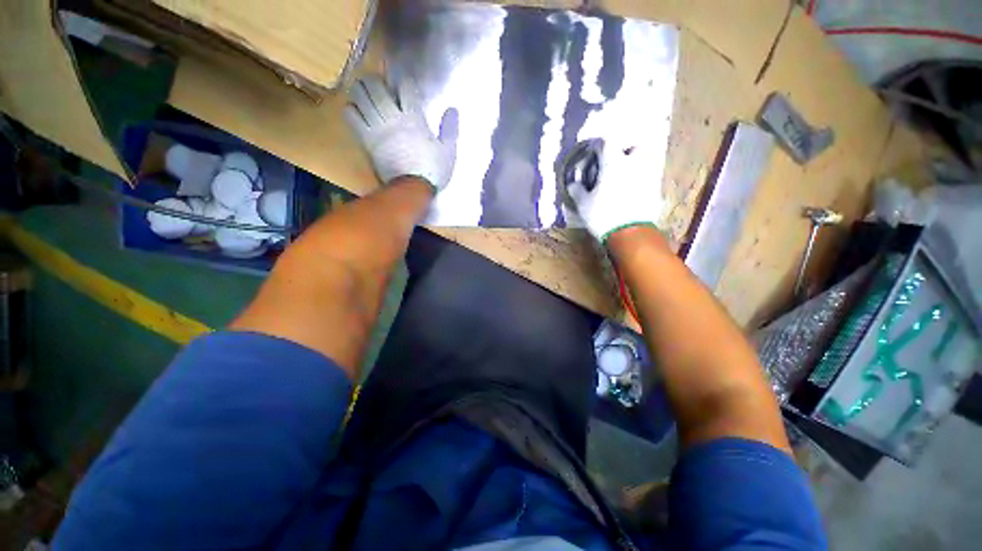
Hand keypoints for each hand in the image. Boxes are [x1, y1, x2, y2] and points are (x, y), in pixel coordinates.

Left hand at [344, 76, 457, 191]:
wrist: (412, 189)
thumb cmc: (432, 171)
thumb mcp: (448, 152)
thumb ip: (450, 130)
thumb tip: (452, 110)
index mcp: (414, 119)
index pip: (405, 88)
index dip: (403, 82)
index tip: (404, 84)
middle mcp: (393, 118)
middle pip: (377, 88)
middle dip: (377, 80)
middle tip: (378, 81)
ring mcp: (377, 128)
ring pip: (362, 98)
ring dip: (361, 90)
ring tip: (363, 90)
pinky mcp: (367, 140)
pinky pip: (352, 117)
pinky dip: (351, 110)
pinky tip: (355, 109)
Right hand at [566, 139, 665, 242]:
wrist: (629, 233)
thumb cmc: (602, 214)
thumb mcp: (583, 204)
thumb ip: (578, 191)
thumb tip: (572, 184)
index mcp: (613, 163)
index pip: (608, 142)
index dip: (600, 145)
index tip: (595, 153)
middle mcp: (633, 163)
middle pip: (635, 146)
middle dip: (626, 150)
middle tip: (615, 162)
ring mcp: (647, 175)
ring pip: (644, 161)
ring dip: (634, 165)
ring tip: (623, 178)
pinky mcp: (655, 189)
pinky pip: (648, 177)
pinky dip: (640, 180)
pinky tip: (631, 192)